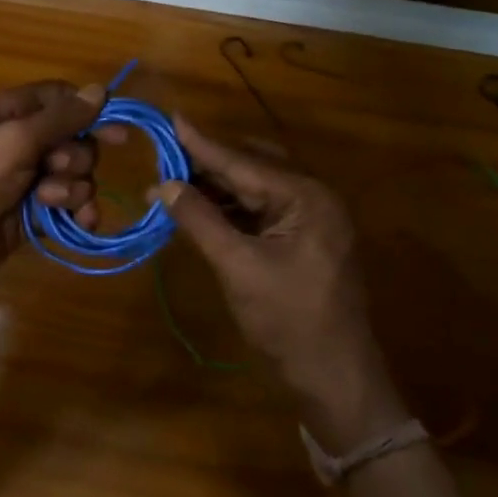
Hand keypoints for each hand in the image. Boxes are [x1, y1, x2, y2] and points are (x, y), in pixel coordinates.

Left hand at [0, 80, 122, 297]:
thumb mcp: (13, 140)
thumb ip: (60, 118)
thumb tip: (100, 89)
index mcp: (10, 115)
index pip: (60, 100)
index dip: (89, 111)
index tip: (115, 131)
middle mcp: (21, 144)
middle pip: (76, 140)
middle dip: (76, 157)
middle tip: (53, 169)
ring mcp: (27, 182)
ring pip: (77, 176)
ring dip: (74, 189)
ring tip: (48, 202)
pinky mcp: (33, 218)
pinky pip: (70, 209)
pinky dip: (81, 214)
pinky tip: (83, 223)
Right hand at [153, 118, 409, 450]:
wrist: (334, 377)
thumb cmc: (288, 320)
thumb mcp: (238, 267)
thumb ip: (201, 221)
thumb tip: (163, 185)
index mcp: (306, 197)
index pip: (243, 162)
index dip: (202, 143)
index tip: (171, 118)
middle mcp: (312, 198)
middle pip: (250, 170)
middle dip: (206, 165)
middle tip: (163, 156)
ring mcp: (309, 221)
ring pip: (254, 191)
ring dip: (215, 189)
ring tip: (171, 183)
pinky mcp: (301, 242)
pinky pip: (259, 213)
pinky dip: (228, 211)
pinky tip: (198, 211)